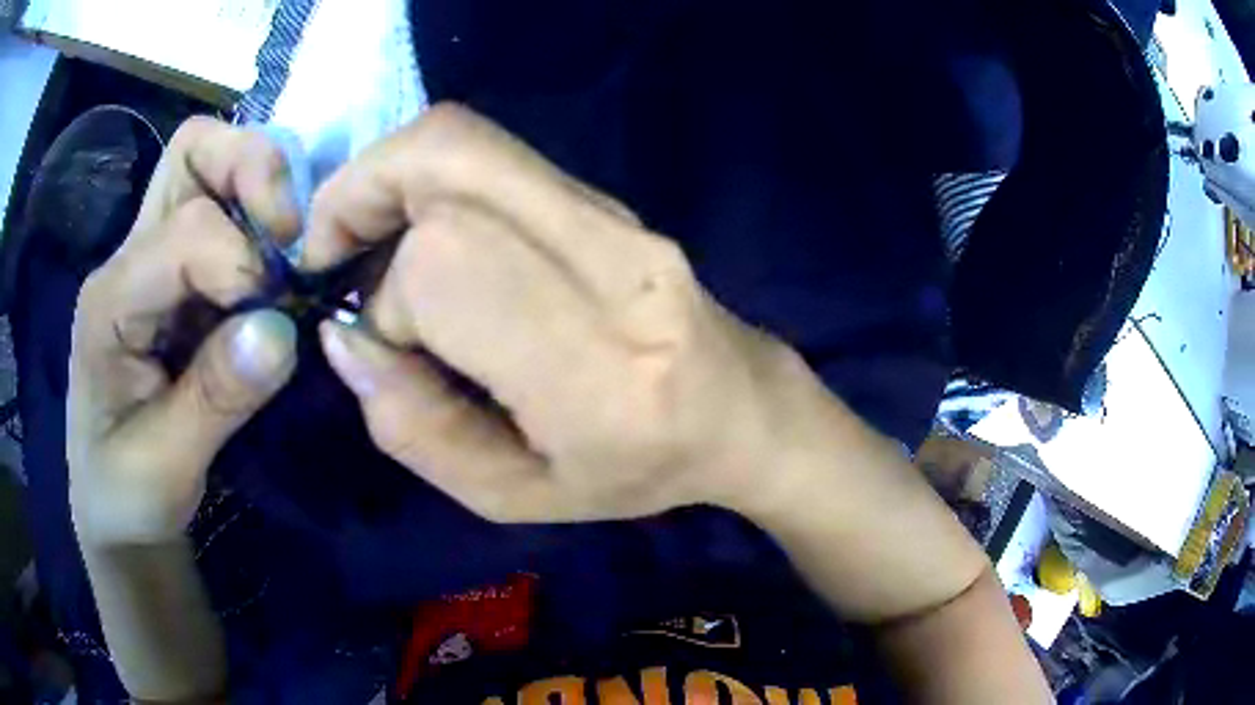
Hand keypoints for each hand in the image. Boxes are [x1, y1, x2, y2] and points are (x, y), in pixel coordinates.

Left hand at [69, 118, 299, 546]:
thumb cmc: (125, 493)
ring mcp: (150, 259)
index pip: (183, 234)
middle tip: (290, 233)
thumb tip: (283, 330)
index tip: (278, 319)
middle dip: (251, 170)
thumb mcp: (165, 467)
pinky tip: (277, 269)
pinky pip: (223, 210)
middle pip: (191, 152)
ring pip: (207, 163)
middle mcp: (127, 259)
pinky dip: (261, 220)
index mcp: (110, 303)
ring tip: (288, 245)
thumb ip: (216, 399)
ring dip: (259, 185)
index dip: (240, 261)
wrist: (111, 505)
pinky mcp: (175, 276)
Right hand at [304, 105, 833, 522]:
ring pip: (464, 139)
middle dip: (361, 194)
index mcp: (594, 366)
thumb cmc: (634, 471)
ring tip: (366, 242)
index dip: (387, 301)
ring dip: (388, 178)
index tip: (383, 346)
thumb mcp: (514, 497)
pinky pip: (490, 156)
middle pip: (447, 157)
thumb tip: (346, 339)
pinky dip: (426, 181)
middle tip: (333, 251)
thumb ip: (417, 429)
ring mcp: (614, 215)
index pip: (445, 267)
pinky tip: (421, 236)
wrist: (738, 408)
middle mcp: (609, 262)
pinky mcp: (607, 198)